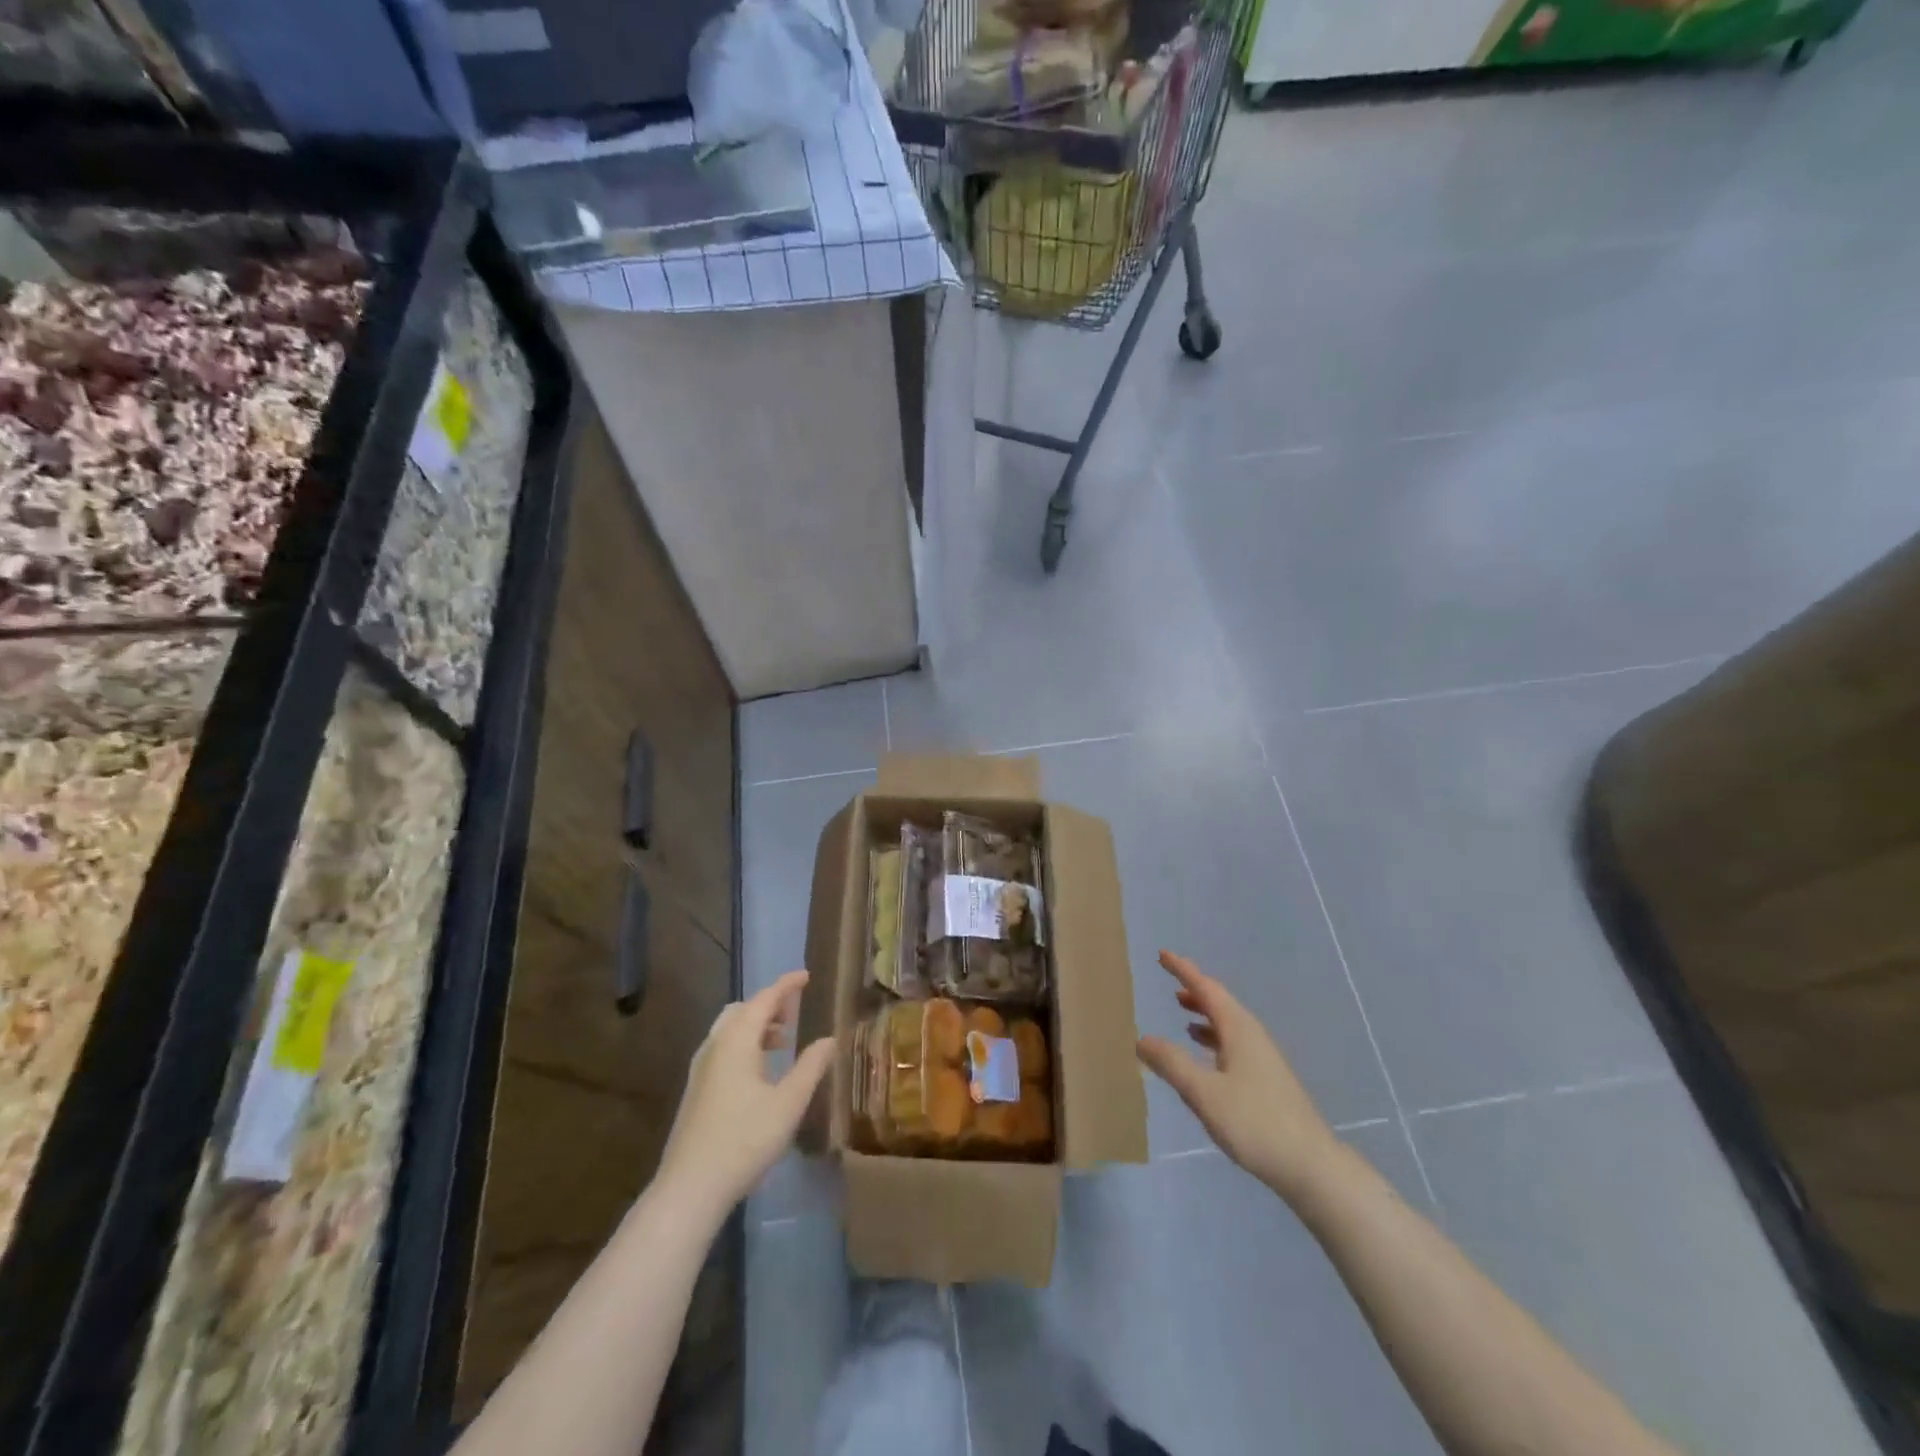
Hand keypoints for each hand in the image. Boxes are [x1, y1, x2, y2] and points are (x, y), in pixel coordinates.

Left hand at [656, 969, 834, 1217]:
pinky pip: (723, 1048)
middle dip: (769, 1005)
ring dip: (756, 1026)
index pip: (764, 999)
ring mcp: (700, 1068)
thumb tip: (829, 1039)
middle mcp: (715, 1046)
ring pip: (730, 1030)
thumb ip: (811, 1067)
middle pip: (742, 1010)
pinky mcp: (695, 1090)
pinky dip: (744, 1044)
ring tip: (782, 1042)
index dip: (786, 985)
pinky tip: (759, 1072)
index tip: (805, 975)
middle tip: (794, 1014)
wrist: (689, 1188)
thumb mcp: (788, 1104)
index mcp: (737, 1041)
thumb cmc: (744, 1140)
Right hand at [1136, 951, 1339, 1201]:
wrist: (1311, 1166)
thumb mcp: (1203, 1093)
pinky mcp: (1268, 1080)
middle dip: (1194, 989)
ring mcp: (1263, 1058)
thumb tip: (1142, 1038)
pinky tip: (1206, 1056)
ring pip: (1228, 1024)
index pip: (1206, 988)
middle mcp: (1252, 1036)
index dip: (1183, 970)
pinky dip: (1214, 1038)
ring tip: (1182, 1014)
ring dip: (1205, 1014)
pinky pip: (1234, 1043)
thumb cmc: (1254, 1123)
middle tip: (1170, 981)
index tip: (1162, 955)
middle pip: (1220, 1002)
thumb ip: (1171, 1064)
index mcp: (1238, 1029)